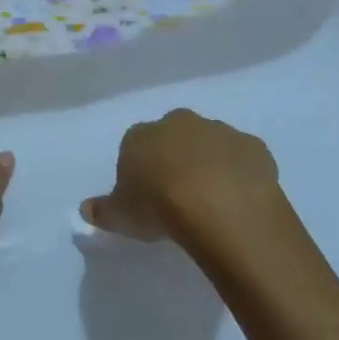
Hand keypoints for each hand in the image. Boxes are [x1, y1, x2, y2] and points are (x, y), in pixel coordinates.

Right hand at [80, 108, 297, 255]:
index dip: (140, 171)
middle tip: (179, 196)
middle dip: (175, 159)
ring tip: (212, 201)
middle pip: (173, 137)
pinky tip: (240, 198)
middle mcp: (178, 123)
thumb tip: (86, 209)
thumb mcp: (121, 216)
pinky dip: (240, 173)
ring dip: (210, 164)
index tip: (146, 197)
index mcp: (141, 135)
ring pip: (210, 144)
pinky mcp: (253, 146)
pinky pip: (243, 158)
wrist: (218, 205)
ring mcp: (218, 131)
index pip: (134, 146)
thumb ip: (103, 210)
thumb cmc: (158, 206)